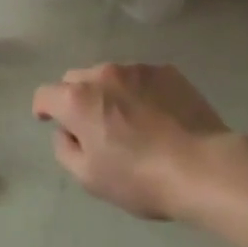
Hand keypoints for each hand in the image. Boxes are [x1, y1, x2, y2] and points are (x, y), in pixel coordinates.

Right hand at [32, 63, 234, 219]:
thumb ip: (65, 150)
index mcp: (77, 99)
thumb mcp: (90, 178)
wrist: (204, 168)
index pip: (44, 94)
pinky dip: (139, 92)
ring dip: (109, 93)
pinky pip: (141, 77)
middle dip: (76, 99)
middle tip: (93, 126)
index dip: (43, 109)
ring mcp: (136, 68)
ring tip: (130, 120)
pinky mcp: (167, 71)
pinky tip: (157, 115)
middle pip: (75, 79)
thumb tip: (66, 132)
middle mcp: (102, 74)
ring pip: (109, 75)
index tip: (49, 121)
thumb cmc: (140, 178)